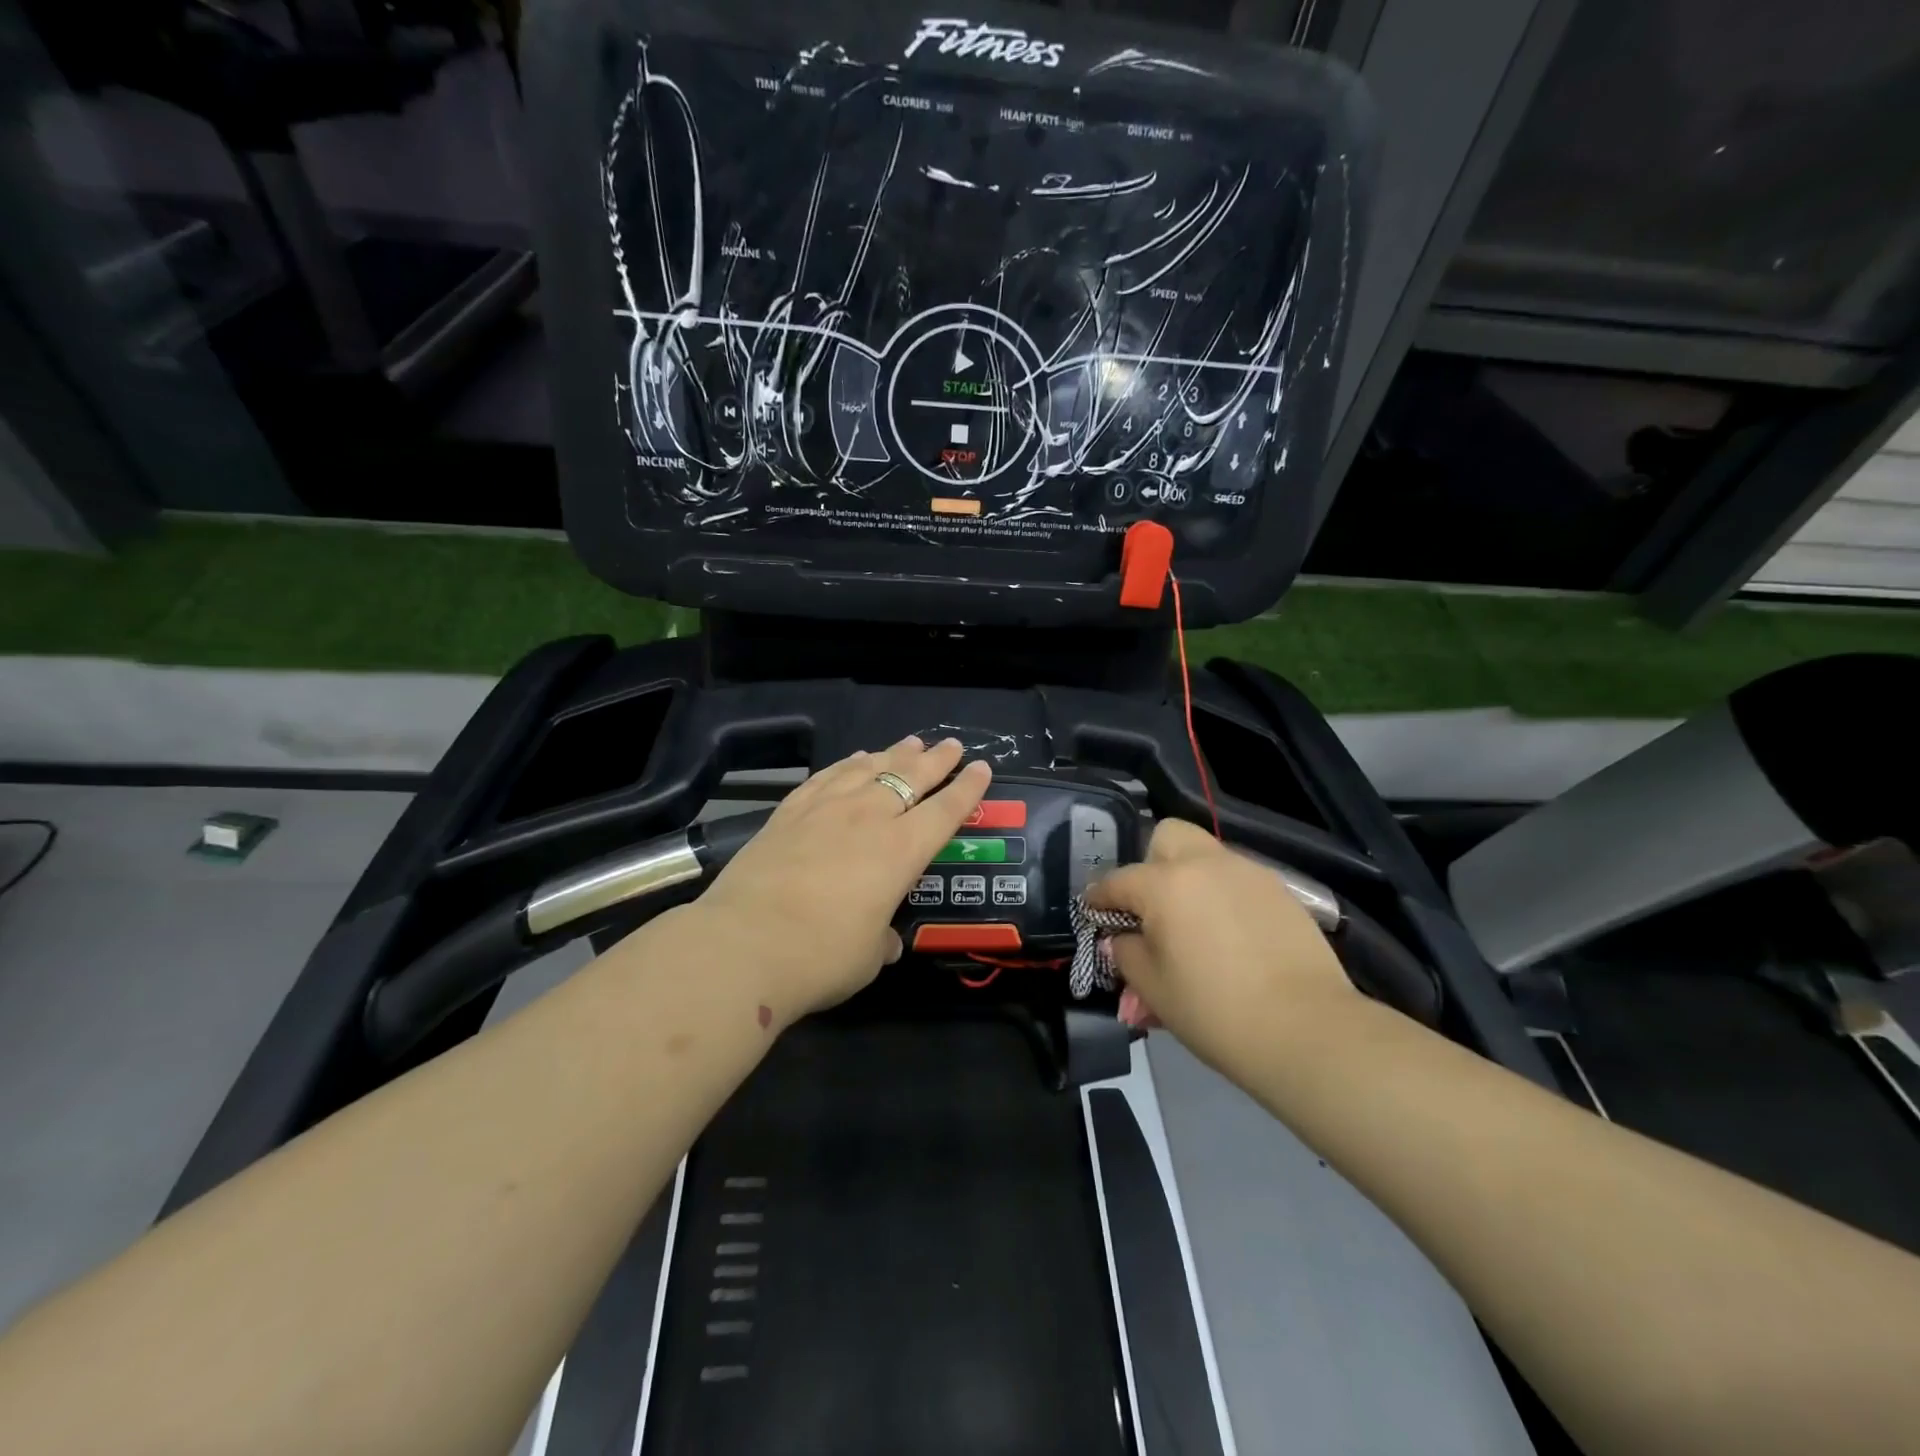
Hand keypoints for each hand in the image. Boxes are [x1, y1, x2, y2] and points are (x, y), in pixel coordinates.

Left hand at [691, 737, 991, 1017]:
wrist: (743, 945)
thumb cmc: (821, 957)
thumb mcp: (869, 956)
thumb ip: (882, 940)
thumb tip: (886, 940)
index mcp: (901, 852)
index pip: (945, 811)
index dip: (967, 789)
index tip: (982, 767)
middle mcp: (868, 819)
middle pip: (910, 777)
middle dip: (936, 760)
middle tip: (951, 745)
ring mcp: (825, 810)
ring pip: (869, 768)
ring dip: (894, 753)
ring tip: (910, 743)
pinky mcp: (789, 812)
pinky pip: (827, 776)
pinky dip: (847, 764)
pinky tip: (854, 758)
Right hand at [1085, 819, 1358, 1070]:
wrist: (1307, 1030)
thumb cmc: (1214, 1010)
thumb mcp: (1152, 988)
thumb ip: (1126, 953)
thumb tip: (1122, 938)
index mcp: (1164, 884)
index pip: (1117, 881)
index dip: (1098, 898)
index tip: (1092, 911)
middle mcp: (1205, 865)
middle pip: (1167, 837)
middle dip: (1151, 863)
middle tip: (1152, 906)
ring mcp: (1248, 873)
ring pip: (1207, 857)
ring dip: (1190, 880)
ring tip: (1193, 927)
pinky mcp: (1282, 892)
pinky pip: (1239, 881)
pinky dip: (1224, 897)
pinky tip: (1231, 938)